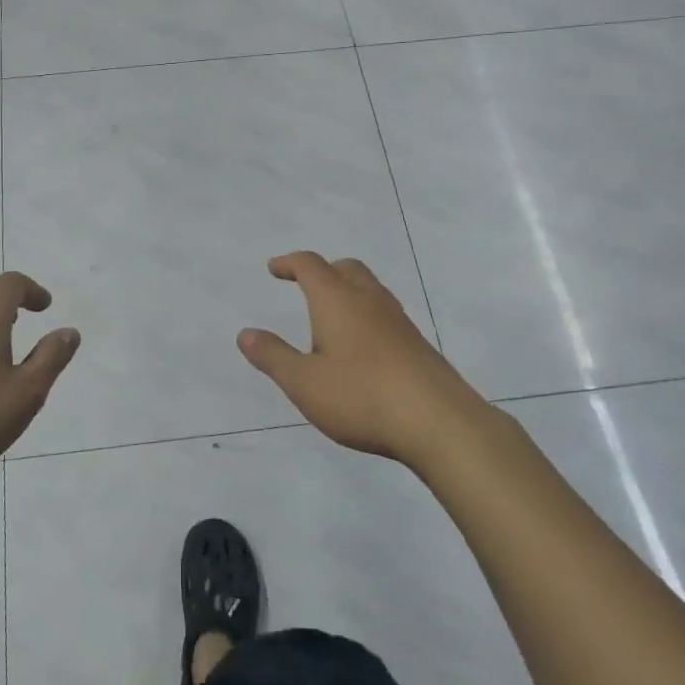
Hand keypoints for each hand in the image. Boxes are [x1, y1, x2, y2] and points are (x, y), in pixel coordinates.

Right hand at [237, 252, 481, 467]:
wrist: (439, 421)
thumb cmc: (362, 396)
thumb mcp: (304, 382)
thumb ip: (273, 356)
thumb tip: (245, 333)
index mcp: (337, 300)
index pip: (310, 265)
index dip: (289, 263)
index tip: (274, 269)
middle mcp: (369, 300)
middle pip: (345, 268)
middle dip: (322, 271)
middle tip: (305, 285)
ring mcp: (398, 320)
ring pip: (370, 289)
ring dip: (347, 291)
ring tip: (331, 316)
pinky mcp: (416, 344)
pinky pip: (385, 313)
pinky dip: (366, 314)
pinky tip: (362, 346)